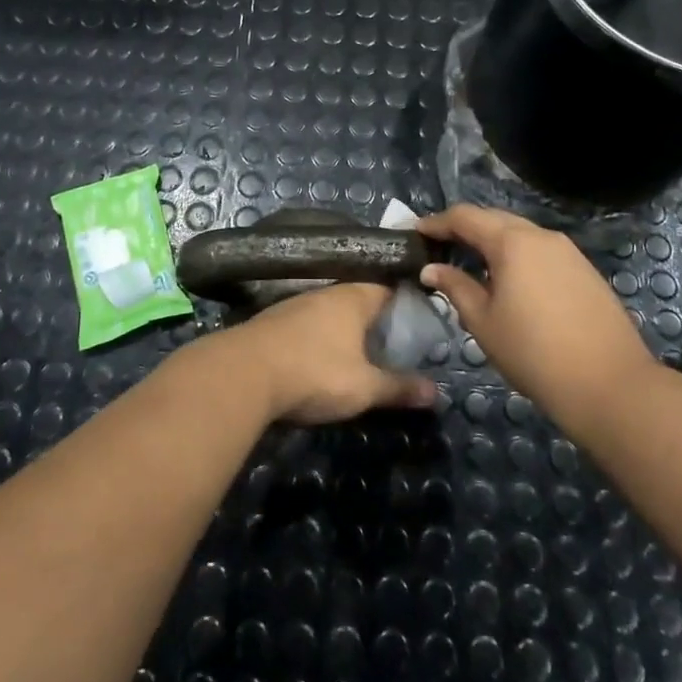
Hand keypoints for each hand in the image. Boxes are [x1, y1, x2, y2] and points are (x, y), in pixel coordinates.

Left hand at [204, 283, 440, 425]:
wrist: (243, 373)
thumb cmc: (314, 373)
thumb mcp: (364, 387)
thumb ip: (399, 387)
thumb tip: (438, 392)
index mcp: (353, 297)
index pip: (387, 289)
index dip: (404, 304)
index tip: (419, 323)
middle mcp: (325, 292)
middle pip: (358, 299)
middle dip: (374, 319)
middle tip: (392, 344)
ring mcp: (295, 304)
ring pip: (330, 312)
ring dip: (344, 329)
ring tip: (360, 353)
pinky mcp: (273, 322)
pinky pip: (307, 324)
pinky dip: (319, 338)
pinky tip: (321, 358)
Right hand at [418, 205, 660, 430]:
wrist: (611, 385)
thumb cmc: (534, 353)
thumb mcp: (483, 322)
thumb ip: (455, 288)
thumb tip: (431, 269)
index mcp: (512, 242)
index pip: (465, 217)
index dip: (436, 222)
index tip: (415, 232)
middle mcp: (541, 236)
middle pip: (494, 219)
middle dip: (464, 229)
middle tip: (439, 247)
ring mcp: (568, 252)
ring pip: (520, 235)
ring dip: (492, 243)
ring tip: (471, 265)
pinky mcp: (585, 271)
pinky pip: (541, 252)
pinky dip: (517, 257)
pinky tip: (509, 282)